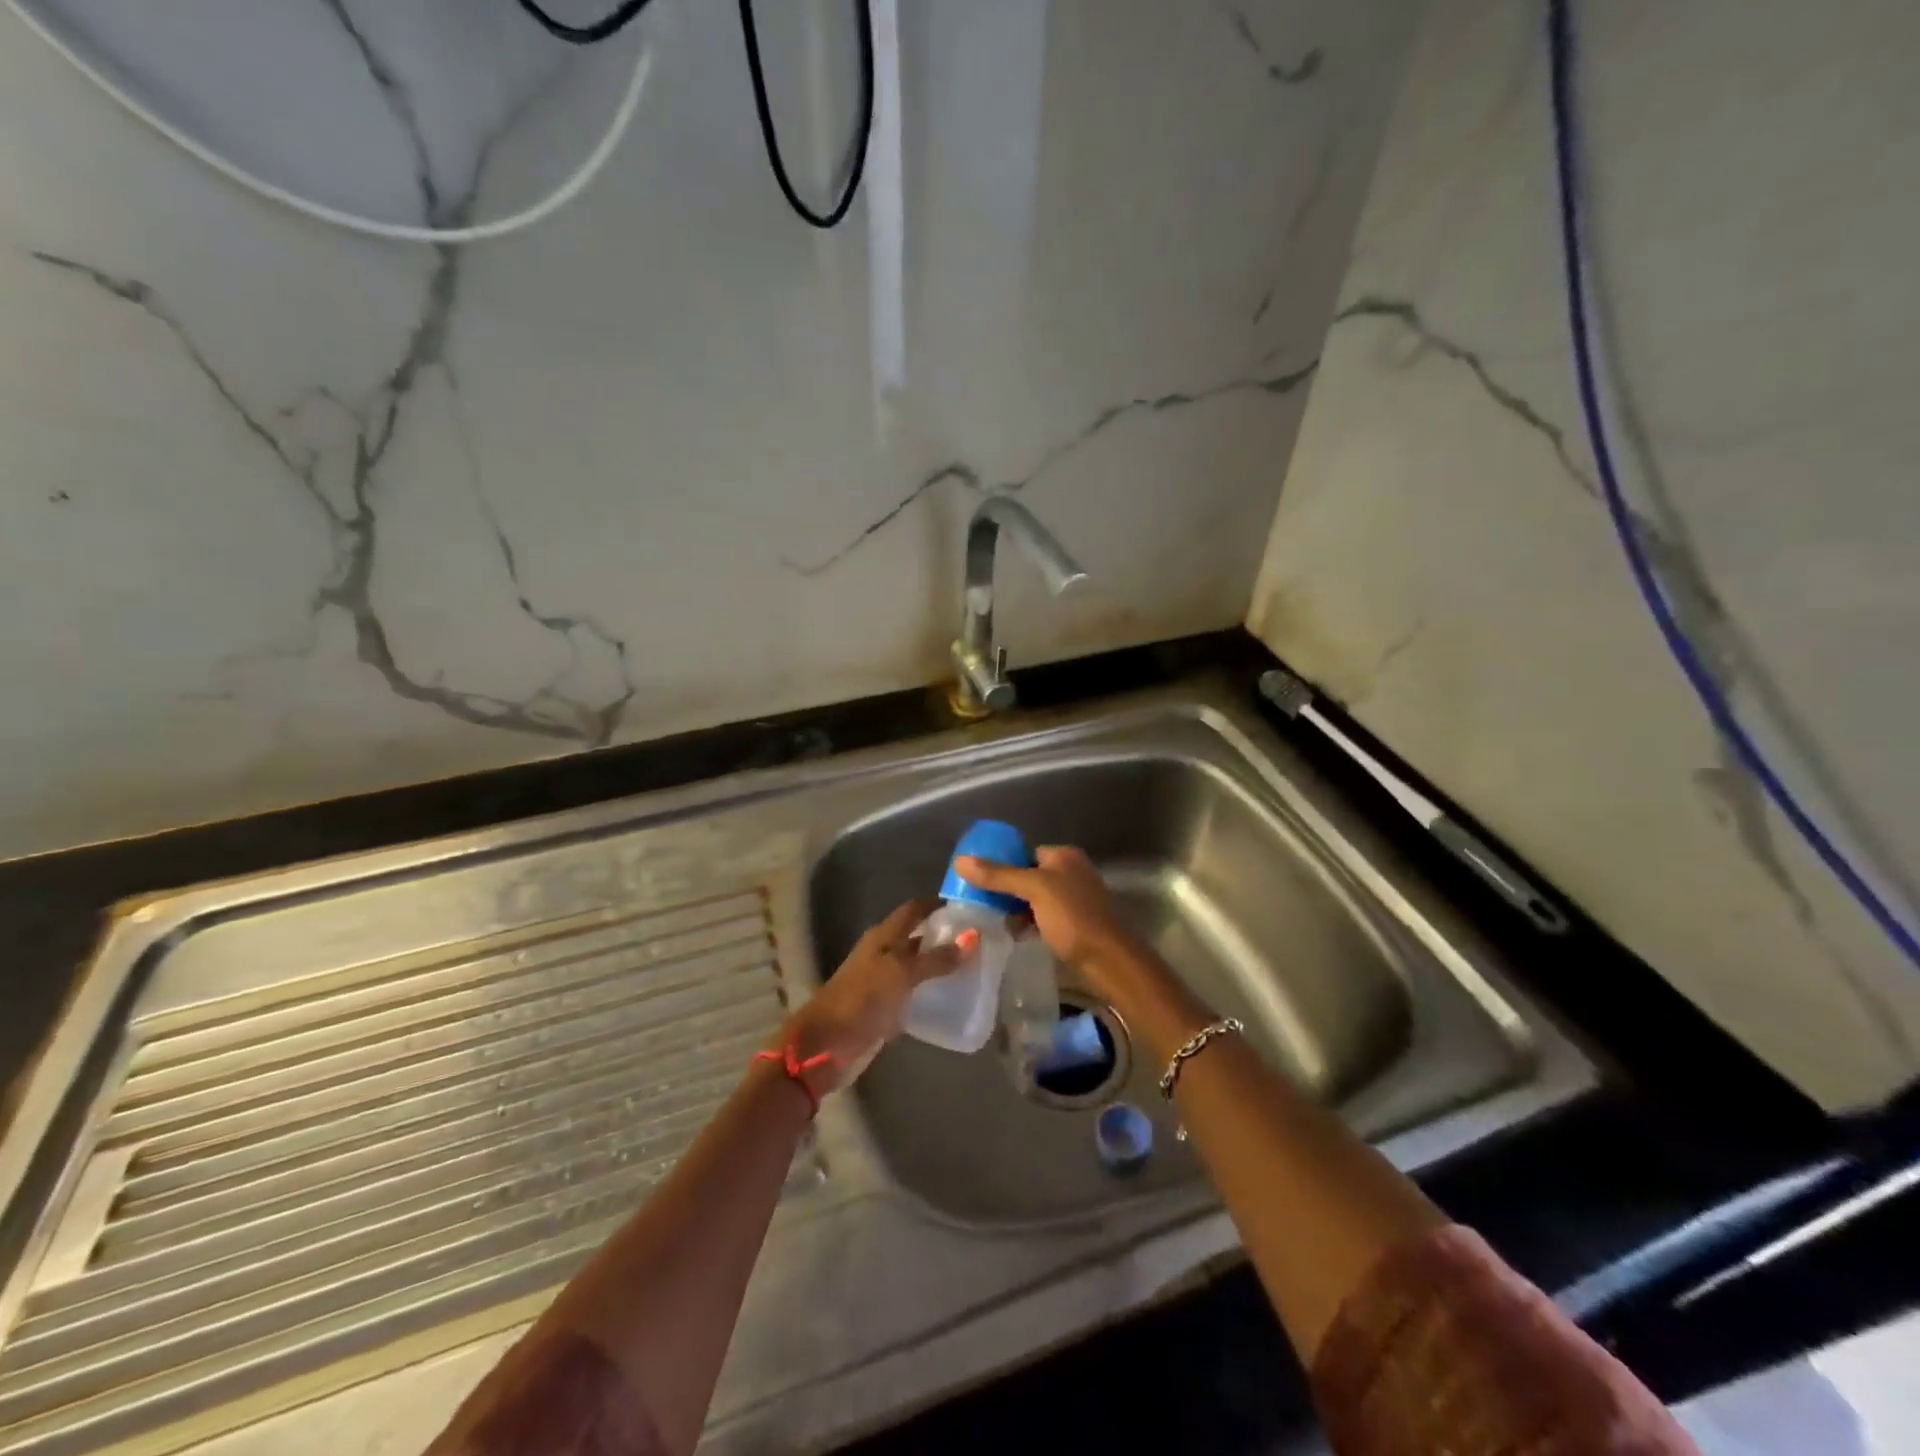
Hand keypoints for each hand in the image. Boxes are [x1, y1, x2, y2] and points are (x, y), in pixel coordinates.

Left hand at [779, 899, 958, 1099]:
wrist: (825, 1045)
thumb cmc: (862, 999)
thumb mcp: (901, 974)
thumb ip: (936, 958)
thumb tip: (972, 936)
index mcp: (883, 936)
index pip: (914, 909)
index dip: (938, 905)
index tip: (970, 908)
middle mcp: (882, 953)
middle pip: (915, 936)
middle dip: (943, 936)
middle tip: (978, 940)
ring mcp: (880, 981)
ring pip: (914, 965)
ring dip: (937, 964)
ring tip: (972, 968)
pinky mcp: (881, 1007)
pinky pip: (910, 992)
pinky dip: (928, 991)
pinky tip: (949, 998)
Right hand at [954, 846, 1147, 986]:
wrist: (1109, 960)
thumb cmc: (1073, 917)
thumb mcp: (1033, 890)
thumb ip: (998, 875)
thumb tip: (960, 860)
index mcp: (1064, 856)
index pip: (1024, 852)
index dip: (1001, 863)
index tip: (977, 879)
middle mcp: (1071, 872)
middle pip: (1028, 875)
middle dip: (1005, 888)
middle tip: (979, 901)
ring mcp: (1074, 899)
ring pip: (1035, 898)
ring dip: (1015, 908)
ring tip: (989, 918)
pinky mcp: (1074, 923)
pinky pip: (1043, 916)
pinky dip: (1028, 922)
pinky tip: (1012, 933)